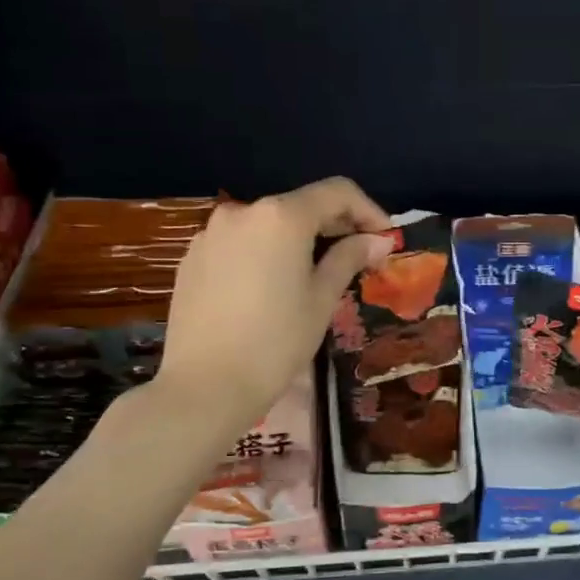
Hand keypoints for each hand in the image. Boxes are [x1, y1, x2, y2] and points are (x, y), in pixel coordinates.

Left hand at [144, 177, 393, 436]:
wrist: (204, 386)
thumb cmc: (276, 342)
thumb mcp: (322, 299)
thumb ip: (349, 258)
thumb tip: (378, 240)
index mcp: (281, 216)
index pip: (337, 192)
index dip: (368, 210)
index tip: (386, 239)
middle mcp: (243, 211)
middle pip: (301, 205)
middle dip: (335, 226)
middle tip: (360, 258)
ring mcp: (211, 233)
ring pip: (269, 225)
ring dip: (300, 240)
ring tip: (317, 275)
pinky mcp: (193, 257)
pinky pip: (241, 244)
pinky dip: (266, 253)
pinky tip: (274, 287)